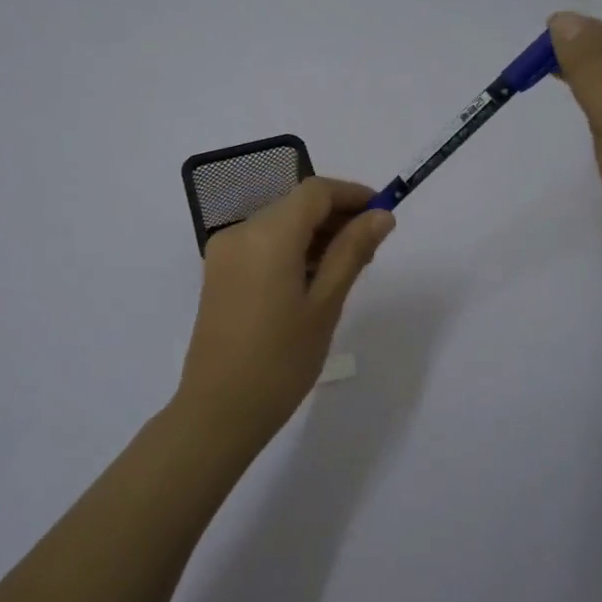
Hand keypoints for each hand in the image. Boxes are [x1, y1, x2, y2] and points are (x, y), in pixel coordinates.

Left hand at [175, 178, 395, 445]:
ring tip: (347, 267)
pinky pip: (261, 243)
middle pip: (296, 204)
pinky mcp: (219, 272)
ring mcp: (225, 252)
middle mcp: (241, 232)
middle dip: (336, 216)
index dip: (352, 194)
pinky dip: (291, 248)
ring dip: (314, 233)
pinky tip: (313, 278)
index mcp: (268, 235)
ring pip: (279, 223)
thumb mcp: (325, 304)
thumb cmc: (281, 360)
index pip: (315, 191)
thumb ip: (352, 251)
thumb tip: (381, 216)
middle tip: (371, 248)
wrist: (219, 411)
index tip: (383, 213)